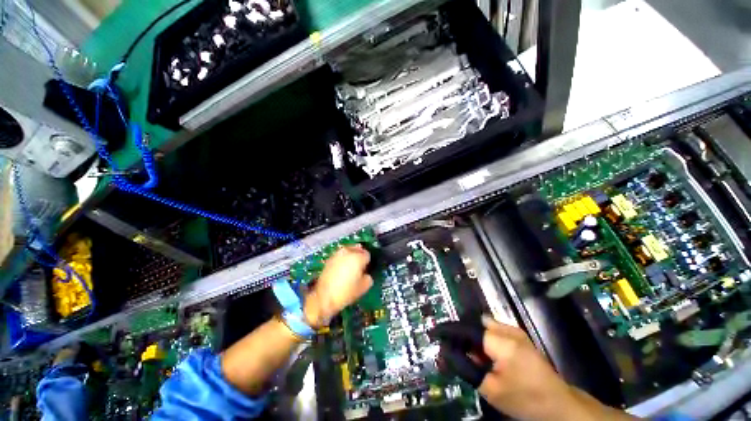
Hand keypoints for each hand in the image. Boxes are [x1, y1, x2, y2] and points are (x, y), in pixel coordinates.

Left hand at [303, 245, 372, 327]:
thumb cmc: (346, 292)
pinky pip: (340, 256)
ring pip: (347, 251)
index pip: (367, 255)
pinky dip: (342, 260)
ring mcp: (337, 254)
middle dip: (359, 255)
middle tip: (359, 266)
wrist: (324, 297)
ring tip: (350, 267)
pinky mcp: (329, 259)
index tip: (366, 269)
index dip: (367, 262)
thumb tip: (366, 274)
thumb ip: (368, 278)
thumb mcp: (363, 288)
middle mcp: (348, 252)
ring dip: (350, 256)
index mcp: (358, 257)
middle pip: (357, 249)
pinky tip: (341, 269)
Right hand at [432, 315, 631, 420]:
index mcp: (502, 342)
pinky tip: (482, 355)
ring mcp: (515, 331)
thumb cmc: (525, 399)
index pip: (466, 329)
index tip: (434, 333)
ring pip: (482, 325)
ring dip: (471, 337)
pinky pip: (491, 330)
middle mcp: (508, 330)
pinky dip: (481, 339)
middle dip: (460, 334)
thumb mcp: (491, 389)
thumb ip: (466, 368)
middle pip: (473, 323)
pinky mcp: (518, 336)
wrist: (559, 405)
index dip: (448, 330)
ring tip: (467, 355)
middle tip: (451, 348)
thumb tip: (445, 353)